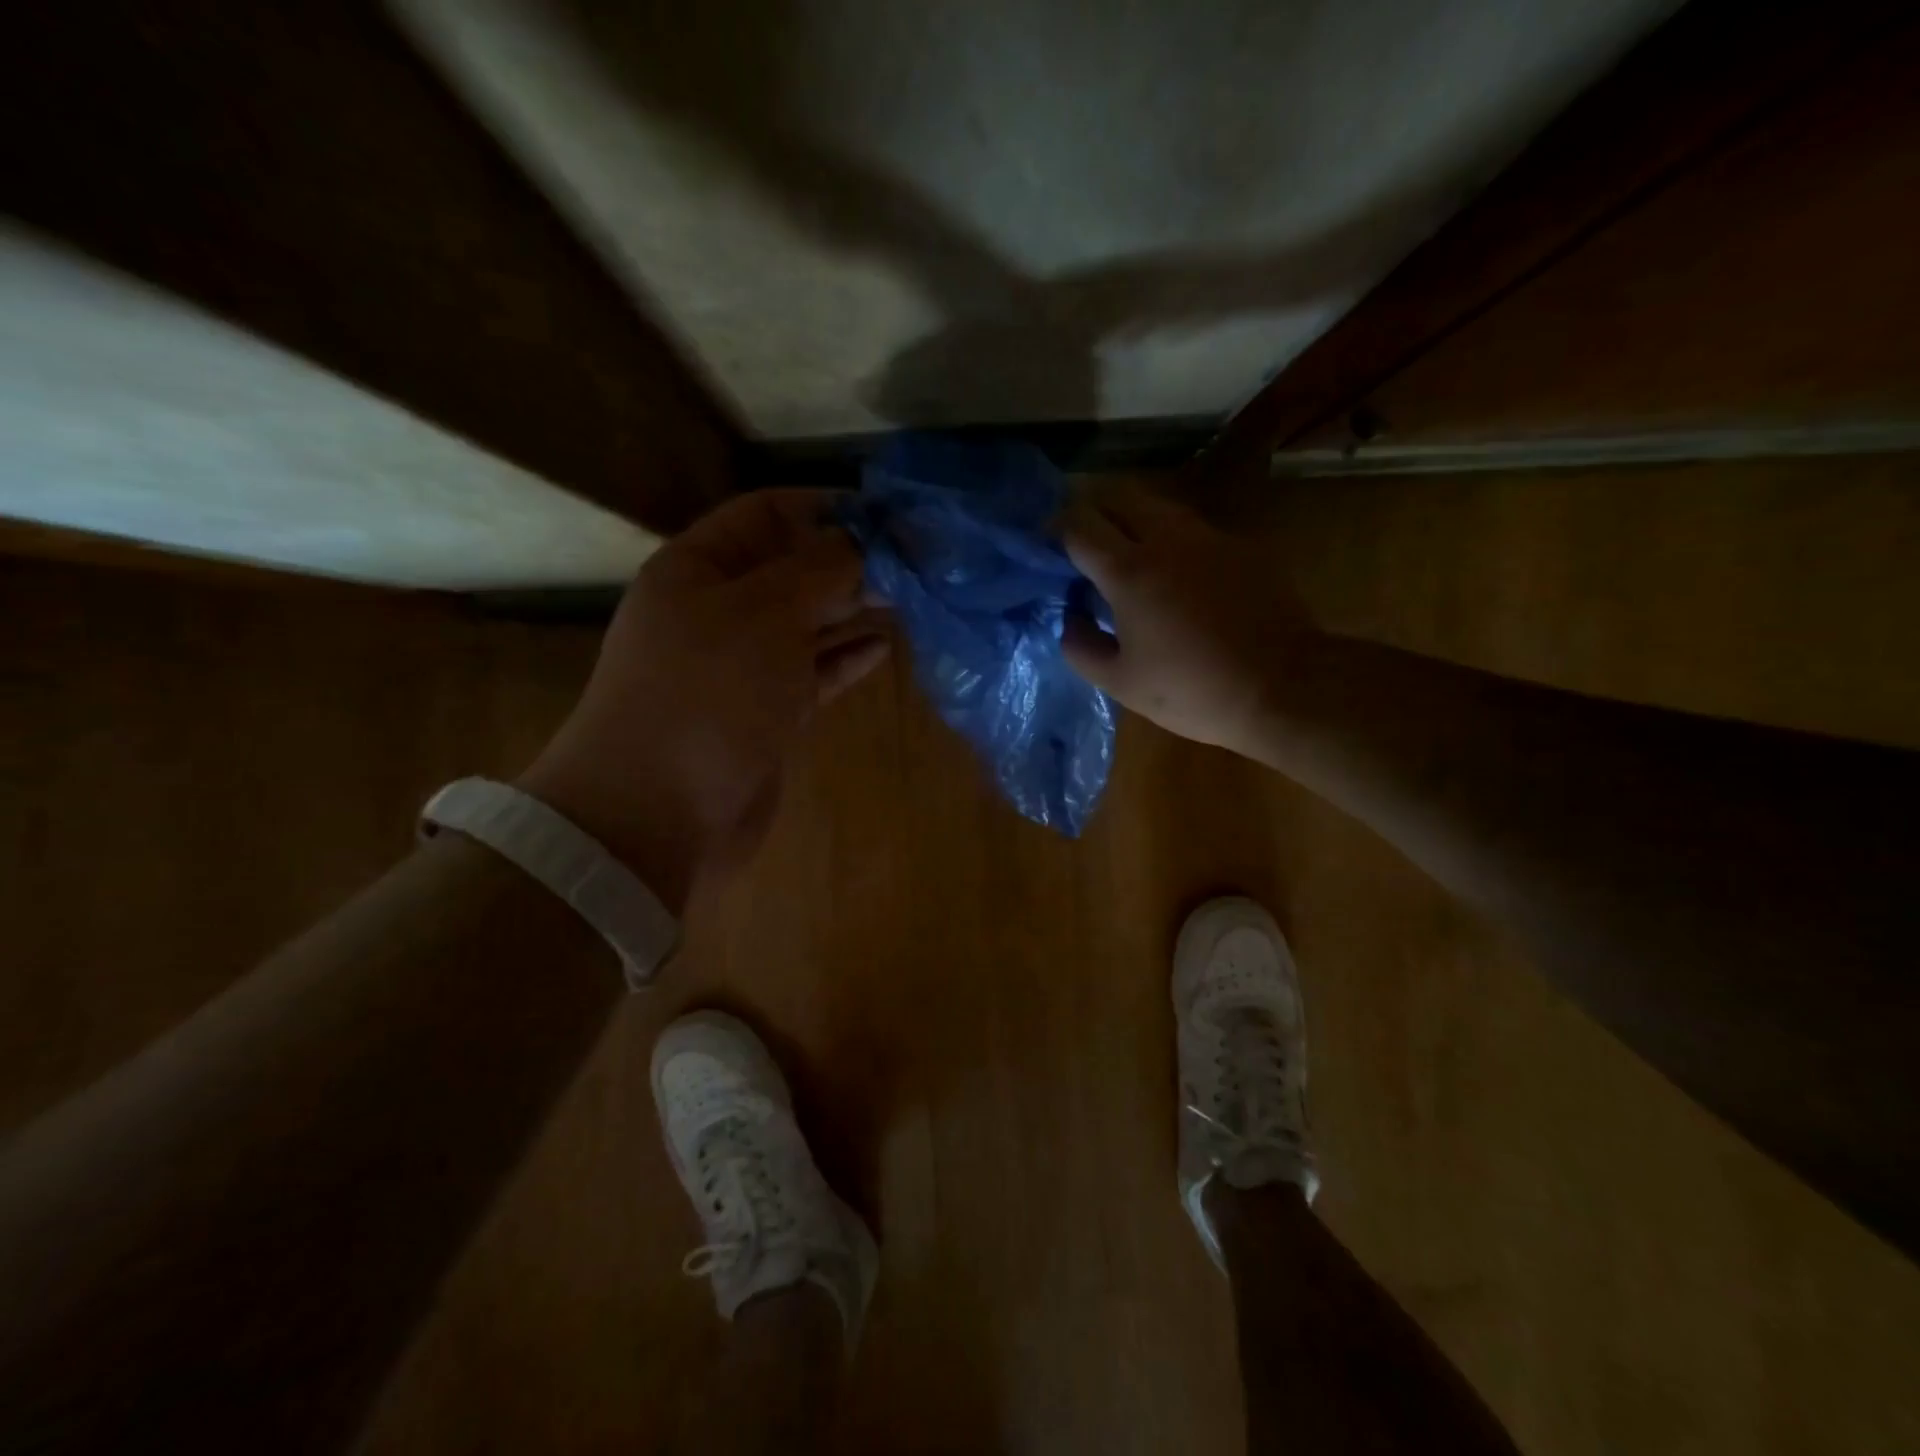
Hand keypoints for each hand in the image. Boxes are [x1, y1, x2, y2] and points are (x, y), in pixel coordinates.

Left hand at [521, 490, 889, 908]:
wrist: (658, 813)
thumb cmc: (706, 694)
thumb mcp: (764, 613)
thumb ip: (820, 571)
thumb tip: (864, 543)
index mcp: (698, 569)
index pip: (765, 514)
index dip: (823, 507)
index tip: (885, 514)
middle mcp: (718, 611)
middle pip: (791, 570)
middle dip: (848, 561)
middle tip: (912, 561)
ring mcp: (743, 666)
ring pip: (807, 623)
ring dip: (853, 609)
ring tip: (908, 598)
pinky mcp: (767, 713)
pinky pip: (813, 672)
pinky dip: (846, 658)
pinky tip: (883, 647)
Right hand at [1059, 481, 1314, 756]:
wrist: (1284, 687)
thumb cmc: (1192, 690)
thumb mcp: (1121, 682)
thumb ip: (1081, 646)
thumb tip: (1071, 617)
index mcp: (1129, 570)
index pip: (1079, 524)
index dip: (1055, 529)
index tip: (1046, 546)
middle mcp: (1167, 538)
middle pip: (1117, 496)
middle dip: (1091, 511)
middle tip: (1081, 543)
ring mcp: (1209, 537)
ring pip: (1157, 506)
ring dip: (1130, 520)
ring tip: (1125, 556)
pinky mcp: (1240, 547)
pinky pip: (1191, 528)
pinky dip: (1168, 539)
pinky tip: (1173, 574)